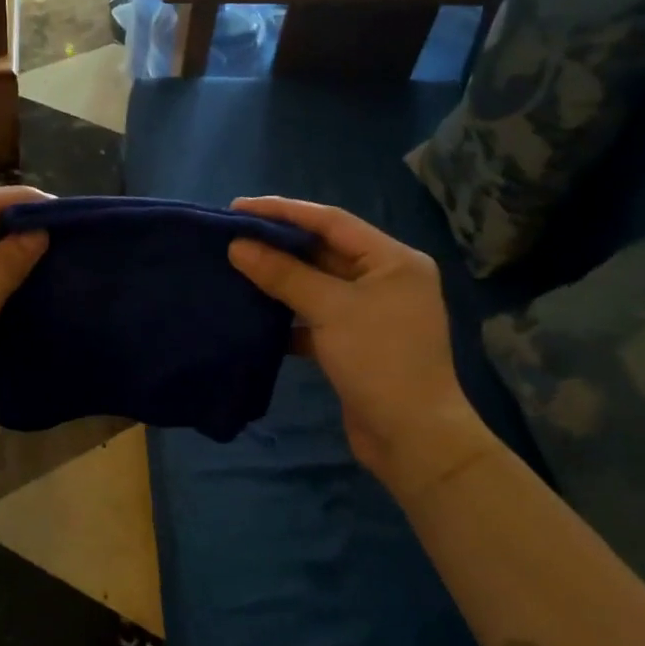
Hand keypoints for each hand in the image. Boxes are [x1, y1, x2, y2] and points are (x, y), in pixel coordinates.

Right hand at [228, 197, 494, 496]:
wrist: (412, 438)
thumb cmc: (379, 360)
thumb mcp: (330, 309)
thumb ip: (283, 275)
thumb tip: (238, 246)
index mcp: (393, 260)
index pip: (331, 221)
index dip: (283, 211)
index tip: (238, 208)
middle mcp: (385, 279)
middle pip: (324, 251)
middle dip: (279, 244)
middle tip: (233, 235)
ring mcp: (371, 313)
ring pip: (317, 285)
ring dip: (280, 279)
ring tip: (237, 267)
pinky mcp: (356, 342)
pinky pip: (316, 315)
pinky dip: (289, 314)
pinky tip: (256, 314)